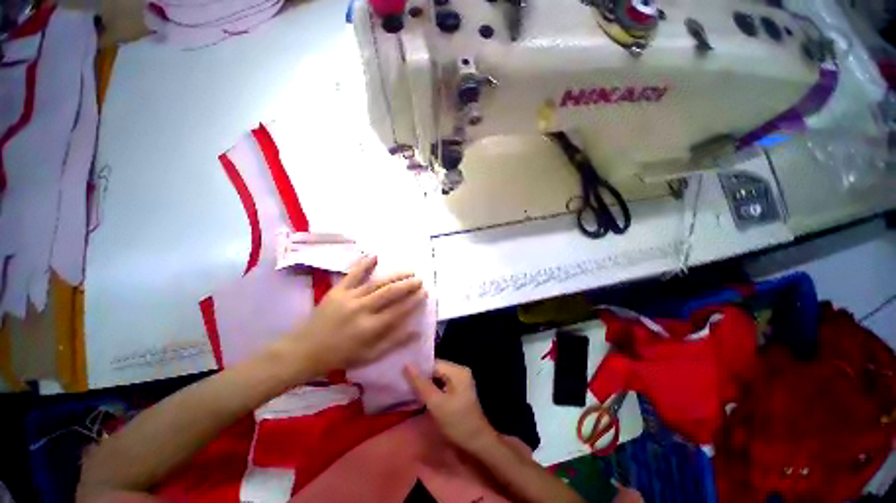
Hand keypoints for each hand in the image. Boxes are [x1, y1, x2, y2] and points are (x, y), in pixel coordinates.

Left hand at [289, 255, 425, 376]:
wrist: (305, 350)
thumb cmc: (341, 356)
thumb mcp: (370, 355)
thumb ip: (394, 342)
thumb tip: (417, 331)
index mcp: (370, 328)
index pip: (399, 310)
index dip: (414, 301)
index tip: (424, 293)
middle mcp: (362, 310)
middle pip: (390, 293)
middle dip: (408, 285)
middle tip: (420, 280)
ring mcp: (349, 298)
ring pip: (377, 283)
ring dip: (395, 276)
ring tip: (409, 271)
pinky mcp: (337, 291)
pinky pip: (353, 274)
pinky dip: (364, 264)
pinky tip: (375, 256)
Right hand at [404, 360, 496, 452]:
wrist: (478, 444)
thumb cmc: (457, 423)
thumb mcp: (436, 404)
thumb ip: (421, 384)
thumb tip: (407, 364)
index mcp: (458, 370)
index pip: (433, 363)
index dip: (418, 370)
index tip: (403, 377)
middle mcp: (460, 371)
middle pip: (436, 369)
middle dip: (422, 377)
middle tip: (404, 385)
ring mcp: (461, 380)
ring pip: (438, 377)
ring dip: (426, 384)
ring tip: (410, 390)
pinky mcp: (459, 390)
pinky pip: (442, 384)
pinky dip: (433, 389)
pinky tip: (422, 396)